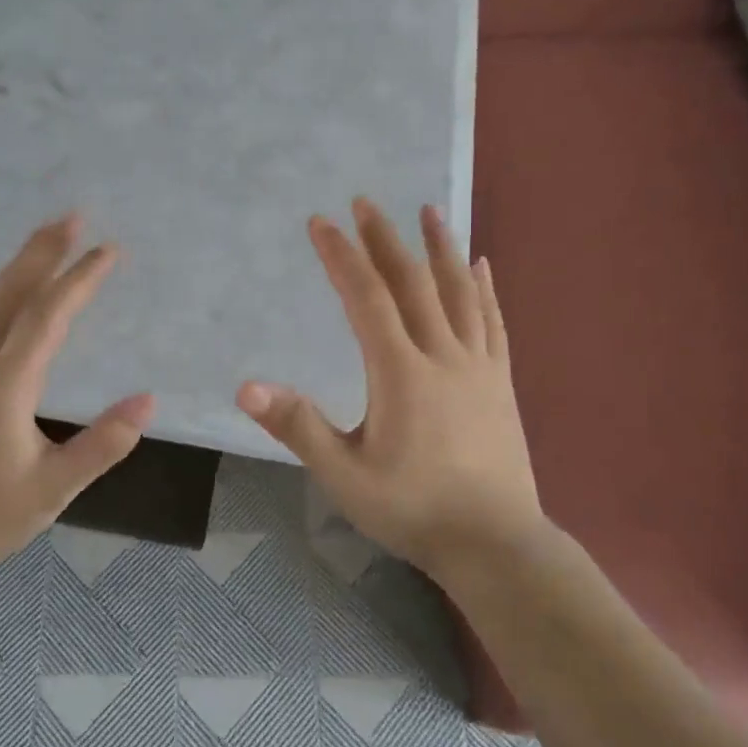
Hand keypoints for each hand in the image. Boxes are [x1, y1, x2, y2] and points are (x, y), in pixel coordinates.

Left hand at [0, 214, 154, 584]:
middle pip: (8, 293)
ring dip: (16, 268)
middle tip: (70, 216)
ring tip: (43, 244)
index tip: (109, 250)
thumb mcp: (54, 488)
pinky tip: (6, 300)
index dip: (79, 279)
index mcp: (4, 384)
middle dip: (40, 251)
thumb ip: (102, 444)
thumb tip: (147, 401)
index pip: (47, 316)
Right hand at [237, 199, 543, 580]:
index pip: (366, 298)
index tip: (320, 222)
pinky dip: (484, 289)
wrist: (496, 545)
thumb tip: (246, 387)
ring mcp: (478, 366)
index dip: (341, 257)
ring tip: (429, 210)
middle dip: (385, 239)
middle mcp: (442, 355)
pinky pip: (492, 322)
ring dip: (440, 247)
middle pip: (412, 283)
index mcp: (401, 372)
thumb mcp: (344, 475)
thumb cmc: (413, 510)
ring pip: (458, 293)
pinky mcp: (501, 382)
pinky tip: (480, 264)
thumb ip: (298, 426)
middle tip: (366, 201)